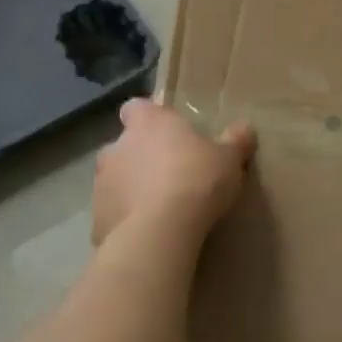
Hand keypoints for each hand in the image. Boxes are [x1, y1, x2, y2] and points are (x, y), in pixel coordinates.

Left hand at [93, 99, 256, 246]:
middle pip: (125, 145)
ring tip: (160, 208)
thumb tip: (245, 128)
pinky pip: (113, 213)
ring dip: (131, 188)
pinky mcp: (96, 219)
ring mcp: (101, 184)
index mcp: (148, 123)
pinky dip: (126, 219)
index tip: (168, 132)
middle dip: (141, 157)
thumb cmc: (196, 180)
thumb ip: (235, 141)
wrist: (159, 234)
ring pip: (116, 180)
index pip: (137, 107)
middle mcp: (118, 147)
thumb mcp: (228, 159)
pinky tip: (149, 233)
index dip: (149, 118)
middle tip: (170, 173)